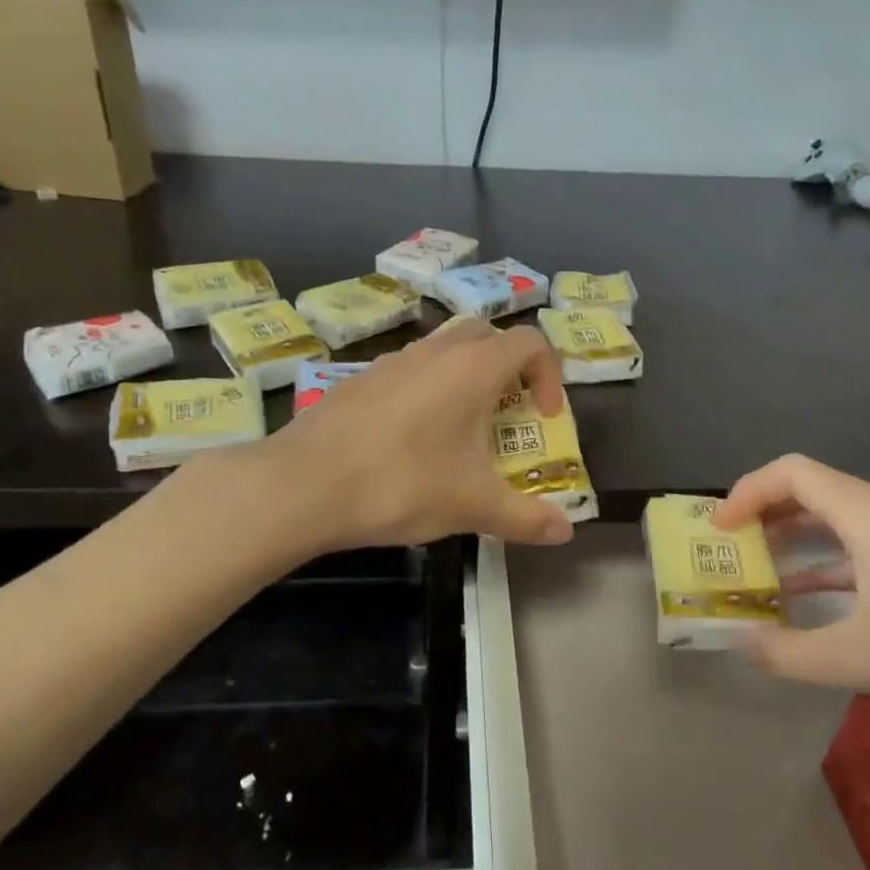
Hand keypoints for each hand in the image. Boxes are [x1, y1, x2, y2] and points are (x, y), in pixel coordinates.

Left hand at [261, 320, 576, 552]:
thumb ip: (526, 518)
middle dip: (509, 368)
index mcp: (473, 368)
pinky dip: (426, 390)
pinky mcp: (359, 380)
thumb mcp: (473, 506)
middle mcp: (435, 352)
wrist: (303, 485)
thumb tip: (565, 533)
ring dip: (465, 378)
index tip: (544, 417)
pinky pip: (408, 371)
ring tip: (460, 430)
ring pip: (443, 350)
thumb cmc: (402, 484)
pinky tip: (410, 439)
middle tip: (508, 412)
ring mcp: (392, 361)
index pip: (531, 343)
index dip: (550, 375)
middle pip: (488, 336)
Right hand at [713, 454, 869, 733]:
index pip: (792, 473)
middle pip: (811, 490)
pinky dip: (827, 563)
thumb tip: (741, 644)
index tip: (719, 531)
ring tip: (757, 571)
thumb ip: (790, 653)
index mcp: (869, 515)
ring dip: (793, 539)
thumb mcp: (862, 660)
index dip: (747, 492)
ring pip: (837, 520)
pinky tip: (809, 599)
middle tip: (729, 549)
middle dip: (763, 514)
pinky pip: (862, 547)